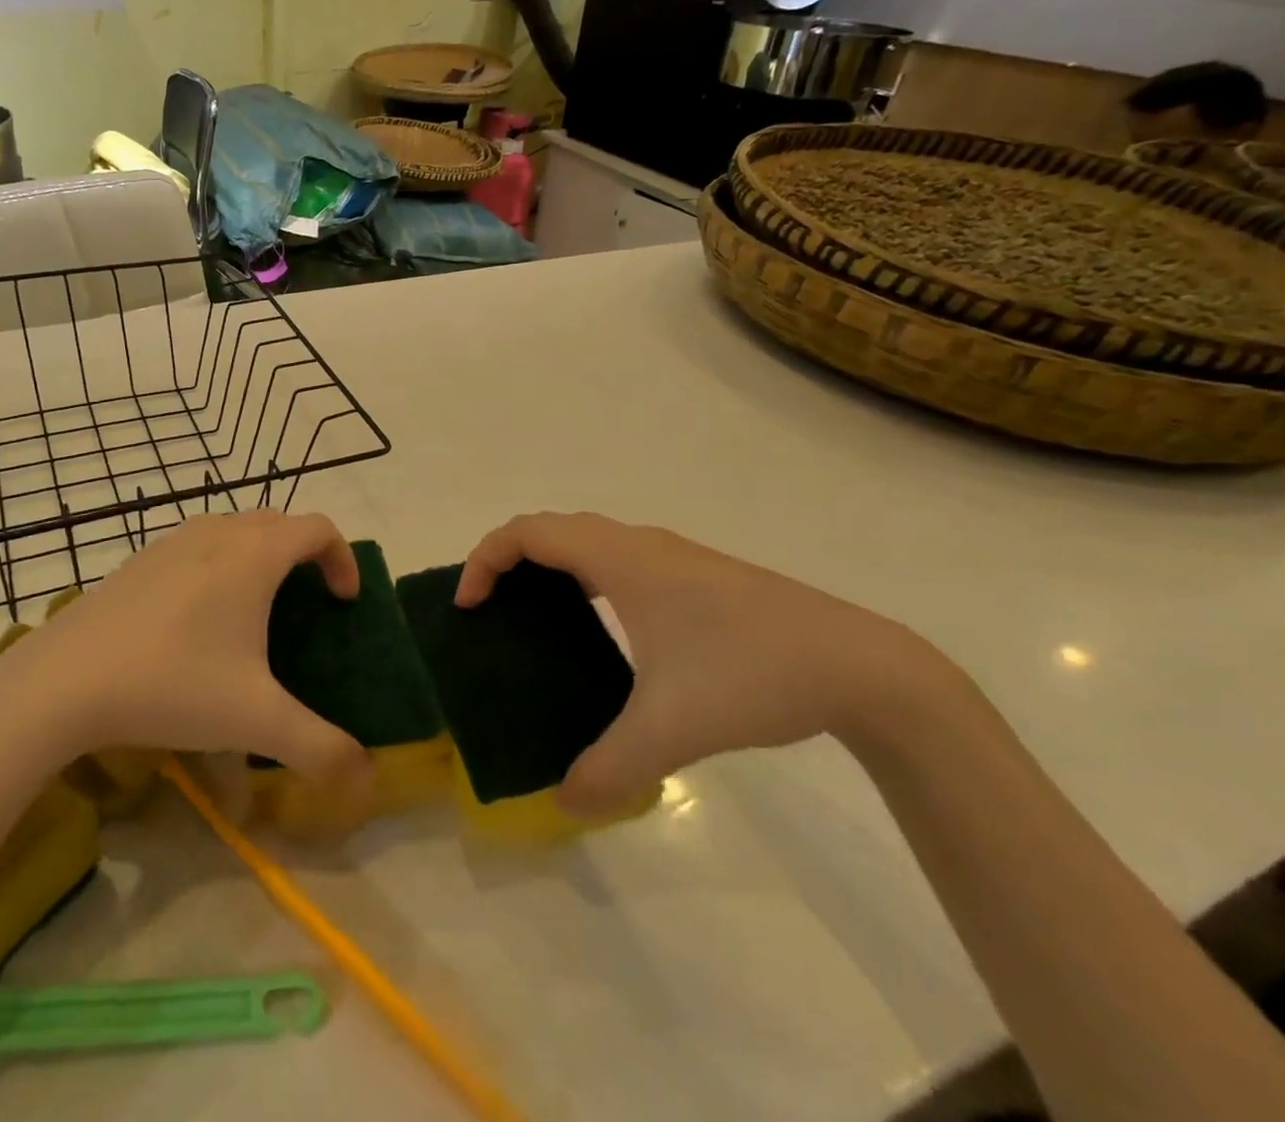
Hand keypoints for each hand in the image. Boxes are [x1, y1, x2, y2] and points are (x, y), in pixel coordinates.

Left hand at [0, 512, 373, 787]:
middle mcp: (217, 533)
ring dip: (261, 554)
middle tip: (307, 604)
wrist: (63, 681)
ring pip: (235, 528)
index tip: (343, 603)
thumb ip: (319, 749)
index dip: (343, 558)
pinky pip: (198, 544)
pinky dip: (220, 562)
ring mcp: (172, 541)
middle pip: (279, 522)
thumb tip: (366, 779)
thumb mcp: (255, 721)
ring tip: (256, 609)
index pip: (319, 528)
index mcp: (254, 555)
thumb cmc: (172, 684)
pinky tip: (198, 618)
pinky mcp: (139, 560)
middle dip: (304, 554)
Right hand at [456, 513, 949, 816]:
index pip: (528, 532)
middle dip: (507, 561)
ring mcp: (671, 556)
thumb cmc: (753, 674)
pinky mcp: (695, 575)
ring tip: (533, 620)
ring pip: (586, 540)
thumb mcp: (673, 728)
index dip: (485, 560)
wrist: (863, 666)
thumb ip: (610, 768)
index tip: (469, 607)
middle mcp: (639, 544)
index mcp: (621, 560)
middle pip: (550, 529)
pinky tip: (600, 632)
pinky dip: (583, 578)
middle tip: (489, 612)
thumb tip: (562, 804)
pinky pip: (614, 559)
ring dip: (547, 567)